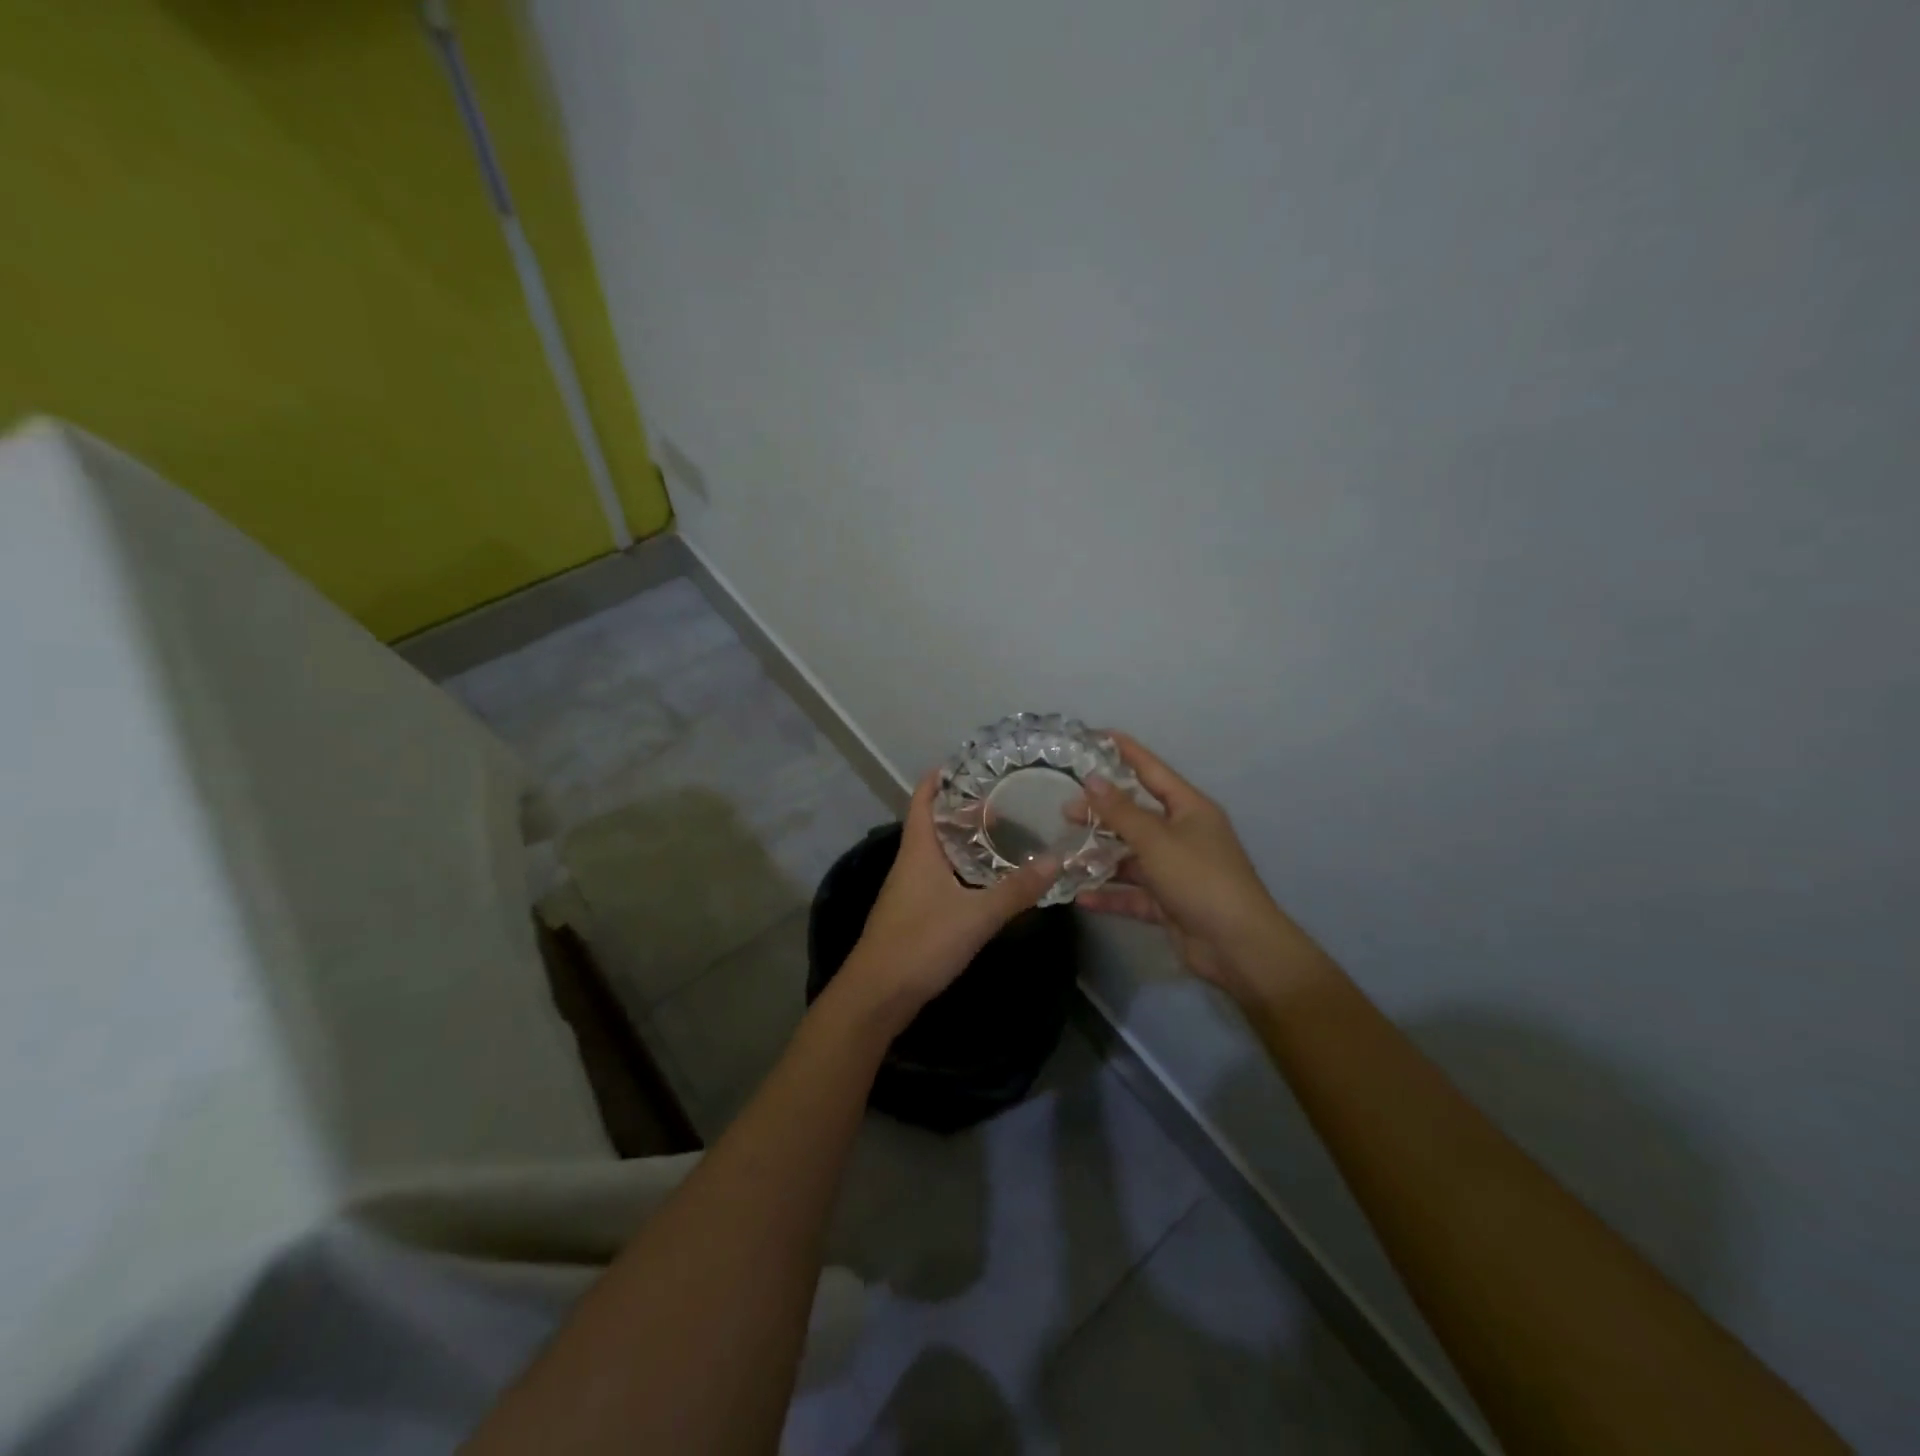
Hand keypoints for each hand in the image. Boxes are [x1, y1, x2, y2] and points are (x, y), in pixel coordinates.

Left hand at [838, 771, 1058, 1026]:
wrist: (877, 994)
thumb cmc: (922, 943)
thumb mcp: (976, 915)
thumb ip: (1016, 890)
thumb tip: (1056, 860)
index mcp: (918, 850)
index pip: (923, 799)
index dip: (940, 778)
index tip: (968, 762)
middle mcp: (910, 862)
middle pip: (933, 822)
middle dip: (961, 808)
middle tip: (1000, 798)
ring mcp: (908, 888)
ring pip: (937, 851)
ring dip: (962, 838)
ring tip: (999, 831)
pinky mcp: (913, 912)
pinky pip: (938, 875)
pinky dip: (960, 866)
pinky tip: (983, 878)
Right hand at [1079, 733, 1323, 1008]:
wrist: (1237, 946)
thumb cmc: (1200, 879)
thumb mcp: (1156, 840)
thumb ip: (1120, 811)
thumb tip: (1092, 779)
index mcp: (1189, 809)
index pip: (1152, 771)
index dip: (1126, 752)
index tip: (1097, 737)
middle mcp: (1184, 835)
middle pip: (1136, 815)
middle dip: (1102, 813)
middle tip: (1065, 811)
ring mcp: (1176, 870)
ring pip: (1131, 856)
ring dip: (1101, 857)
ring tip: (1065, 854)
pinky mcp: (1169, 903)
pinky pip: (1133, 893)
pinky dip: (1110, 894)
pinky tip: (1081, 897)